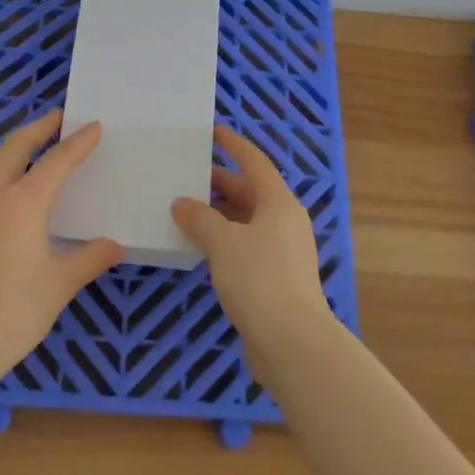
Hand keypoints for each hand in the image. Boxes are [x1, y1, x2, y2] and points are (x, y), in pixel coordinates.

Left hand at [0, 110, 122, 391]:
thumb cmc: (11, 313)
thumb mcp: (58, 286)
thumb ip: (88, 259)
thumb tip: (114, 245)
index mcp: (23, 203)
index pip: (56, 161)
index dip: (77, 142)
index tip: (94, 125)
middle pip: (16, 147)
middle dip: (39, 128)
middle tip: (60, 118)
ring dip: (21, 151)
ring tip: (44, 153)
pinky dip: (9, 177)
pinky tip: (21, 200)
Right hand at [171, 125, 333, 372]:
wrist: (292, 342)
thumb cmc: (259, 279)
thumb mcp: (222, 242)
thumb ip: (199, 218)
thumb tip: (182, 204)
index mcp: (279, 202)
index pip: (254, 162)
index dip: (233, 145)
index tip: (212, 132)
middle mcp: (285, 221)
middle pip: (250, 191)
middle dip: (219, 183)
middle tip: (186, 176)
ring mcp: (283, 251)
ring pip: (247, 220)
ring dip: (219, 214)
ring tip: (185, 211)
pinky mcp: (277, 277)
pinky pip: (247, 245)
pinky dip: (225, 239)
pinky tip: (201, 247)